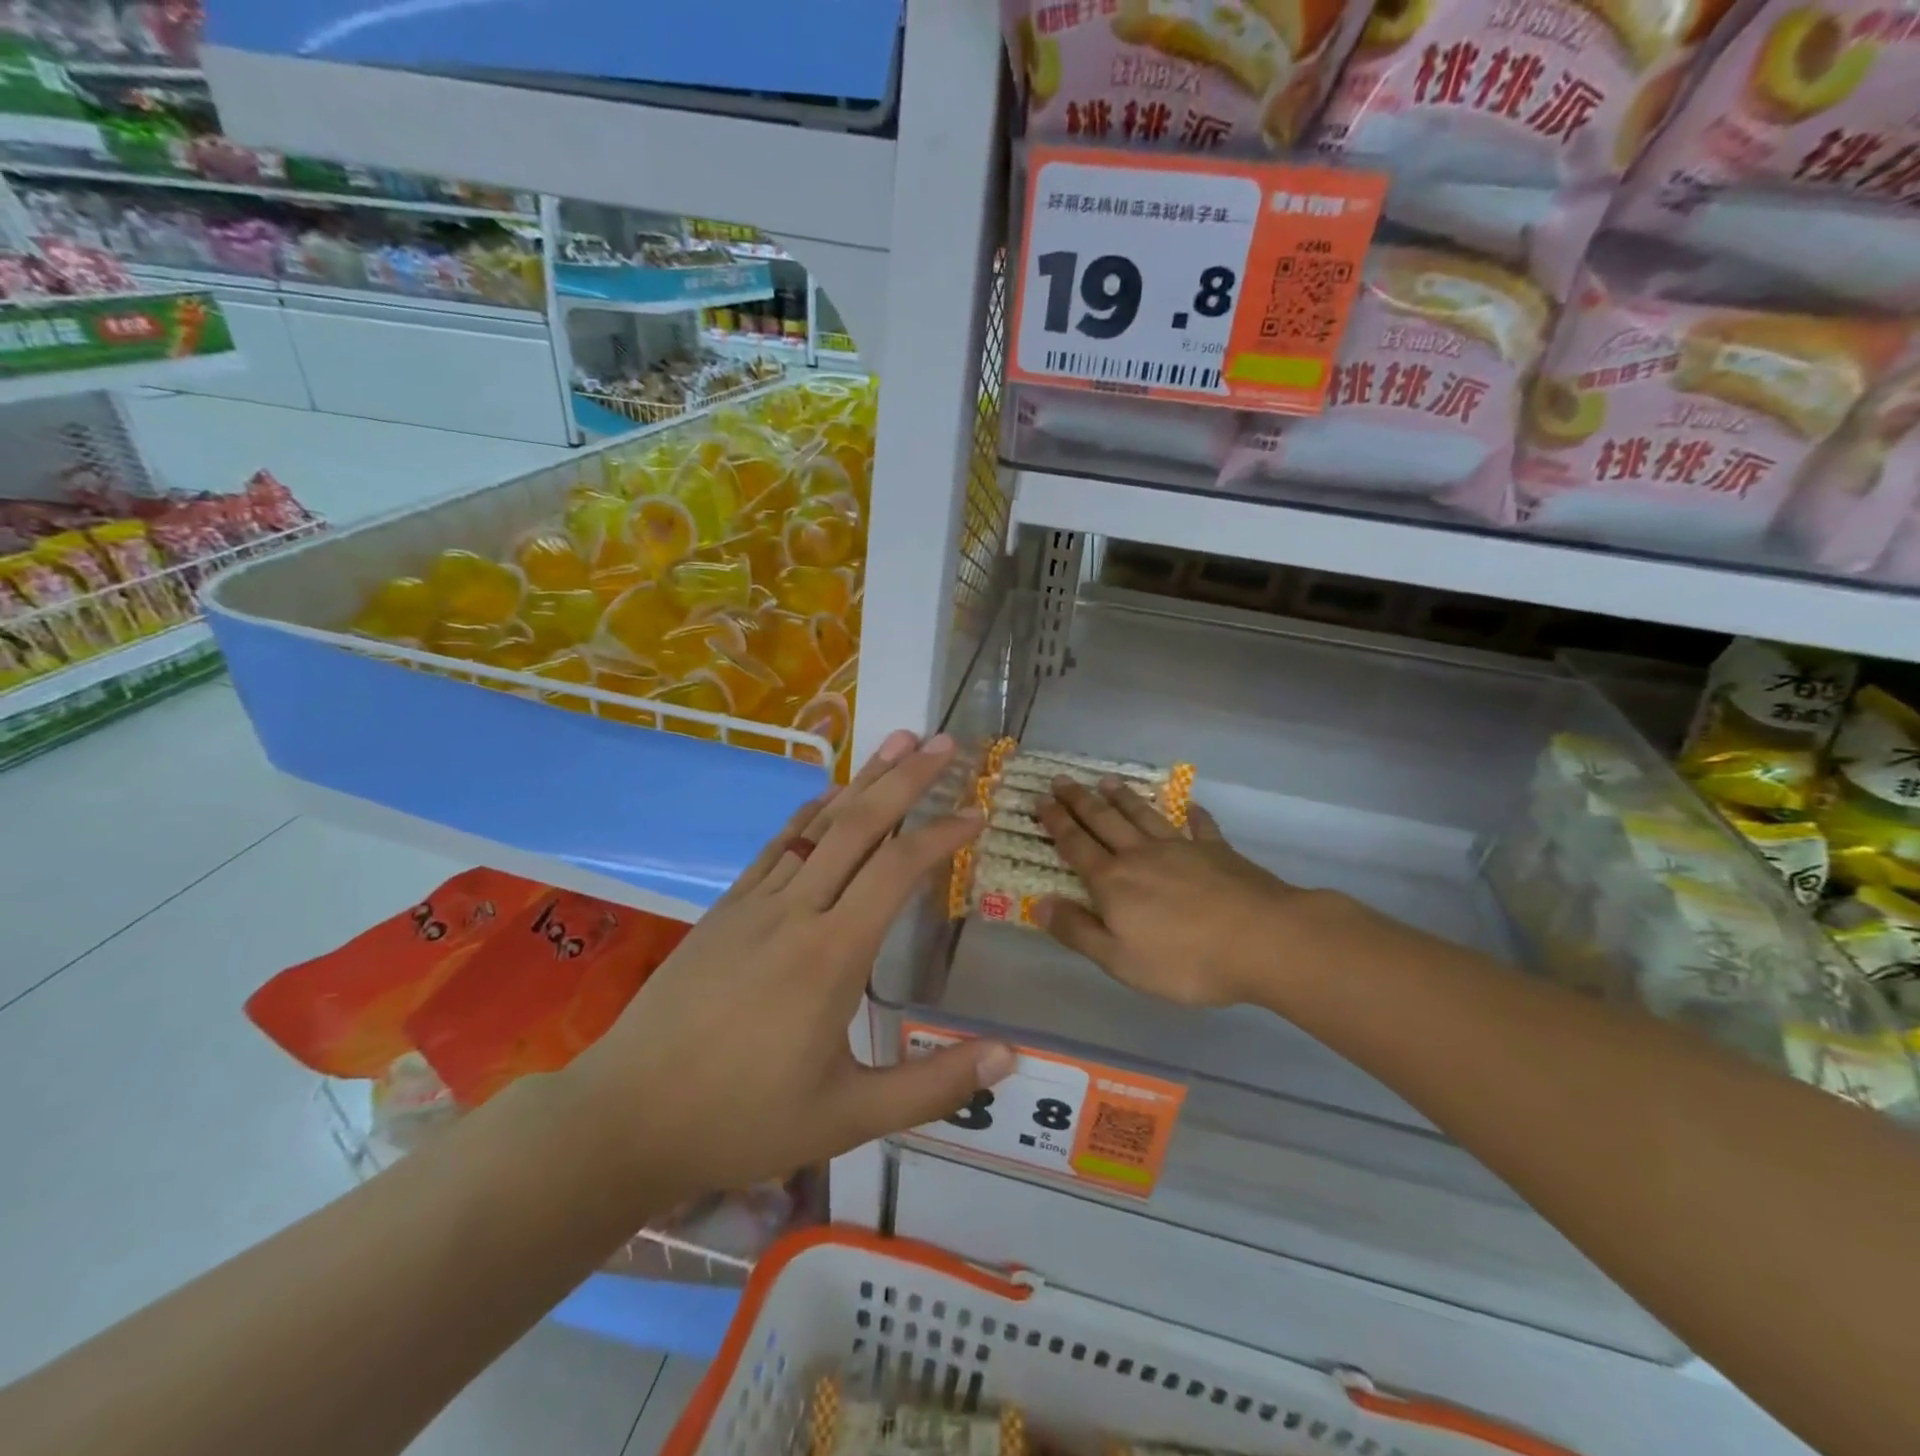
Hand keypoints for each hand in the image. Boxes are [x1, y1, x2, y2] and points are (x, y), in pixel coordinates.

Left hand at [568, 729, 1010, 1202]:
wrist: (626, 1117)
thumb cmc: (742, 1120)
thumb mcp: (848, 1118)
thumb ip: (933, 1086)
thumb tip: (1009, 1057)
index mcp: (832, 955)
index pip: (897, 871)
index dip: (941, 834)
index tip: (977, 813)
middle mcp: (796, 911)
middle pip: (859, 826)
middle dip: (907, 779)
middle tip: (944, 742)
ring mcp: (755, 903)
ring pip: (819, 825)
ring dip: (863, 781)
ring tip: (897, 741)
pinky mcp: (726, 908)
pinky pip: (778, 844)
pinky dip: (811, 811)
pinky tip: (829, 794)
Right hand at [1036, 778, 1323, 1007]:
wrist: (1262, 941)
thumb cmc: (1185, 960)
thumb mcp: (1119, 959)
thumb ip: (1078, 931)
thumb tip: (1039, 904)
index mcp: (1113, 882)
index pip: (1076, 845)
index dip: (1056, 822)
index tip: (1040, 800)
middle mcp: (1141, 855)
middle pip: (1104, 821)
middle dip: (1080, 800)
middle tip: (1061, 779)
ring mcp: (1181, 848)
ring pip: (1143, 815)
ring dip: (1122, 797)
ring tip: (1106, 781)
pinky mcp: (1217, 851)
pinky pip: (1199, 826)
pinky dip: (1192, 814)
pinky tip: (1188, 805)